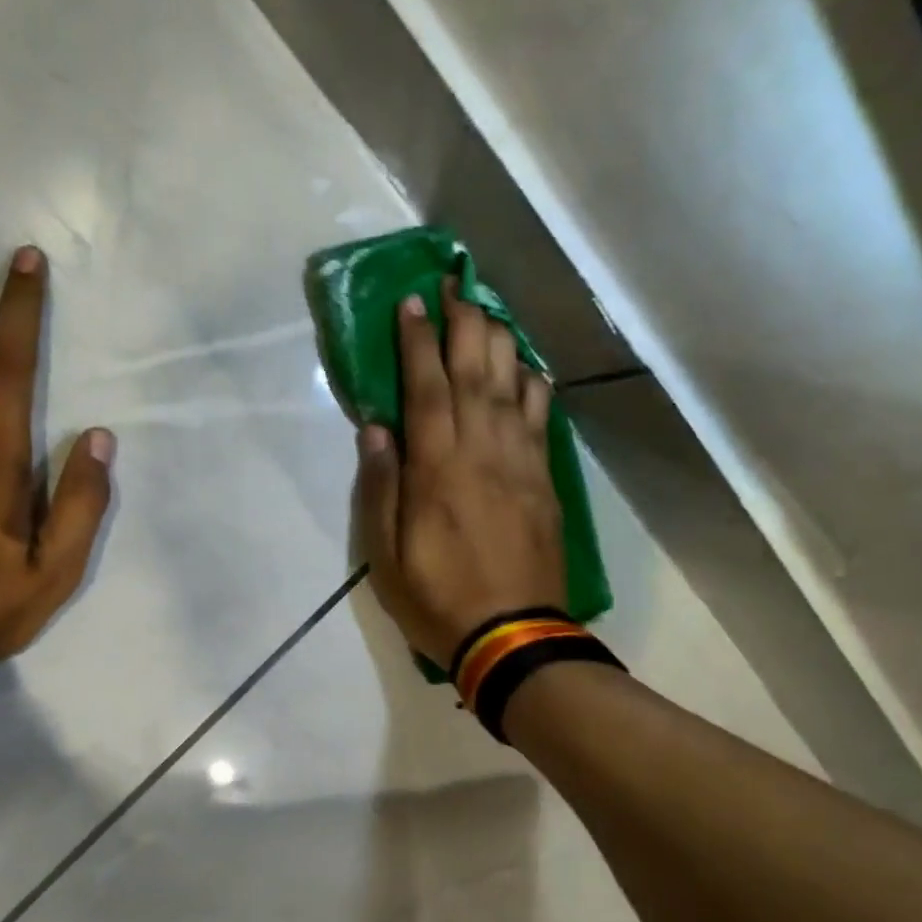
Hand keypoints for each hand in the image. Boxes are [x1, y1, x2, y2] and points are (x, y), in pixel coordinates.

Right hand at [354, 280, 566, 669]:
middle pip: (476, 373)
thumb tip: (376, 430)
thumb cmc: (437, 600)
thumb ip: (381, 489)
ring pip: (514, 387)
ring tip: (489, 310)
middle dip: (464, 323)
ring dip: (501, 342)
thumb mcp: (387, 556)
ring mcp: (521, 465)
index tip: (413, 302)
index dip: (418, 342)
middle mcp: (482, 453)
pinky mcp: (545, 483)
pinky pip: (543, 420)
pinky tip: (529, 368)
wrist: (512, 638)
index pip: (427, 388)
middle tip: (456, 284)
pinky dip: (535, 386)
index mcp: (438, 470)